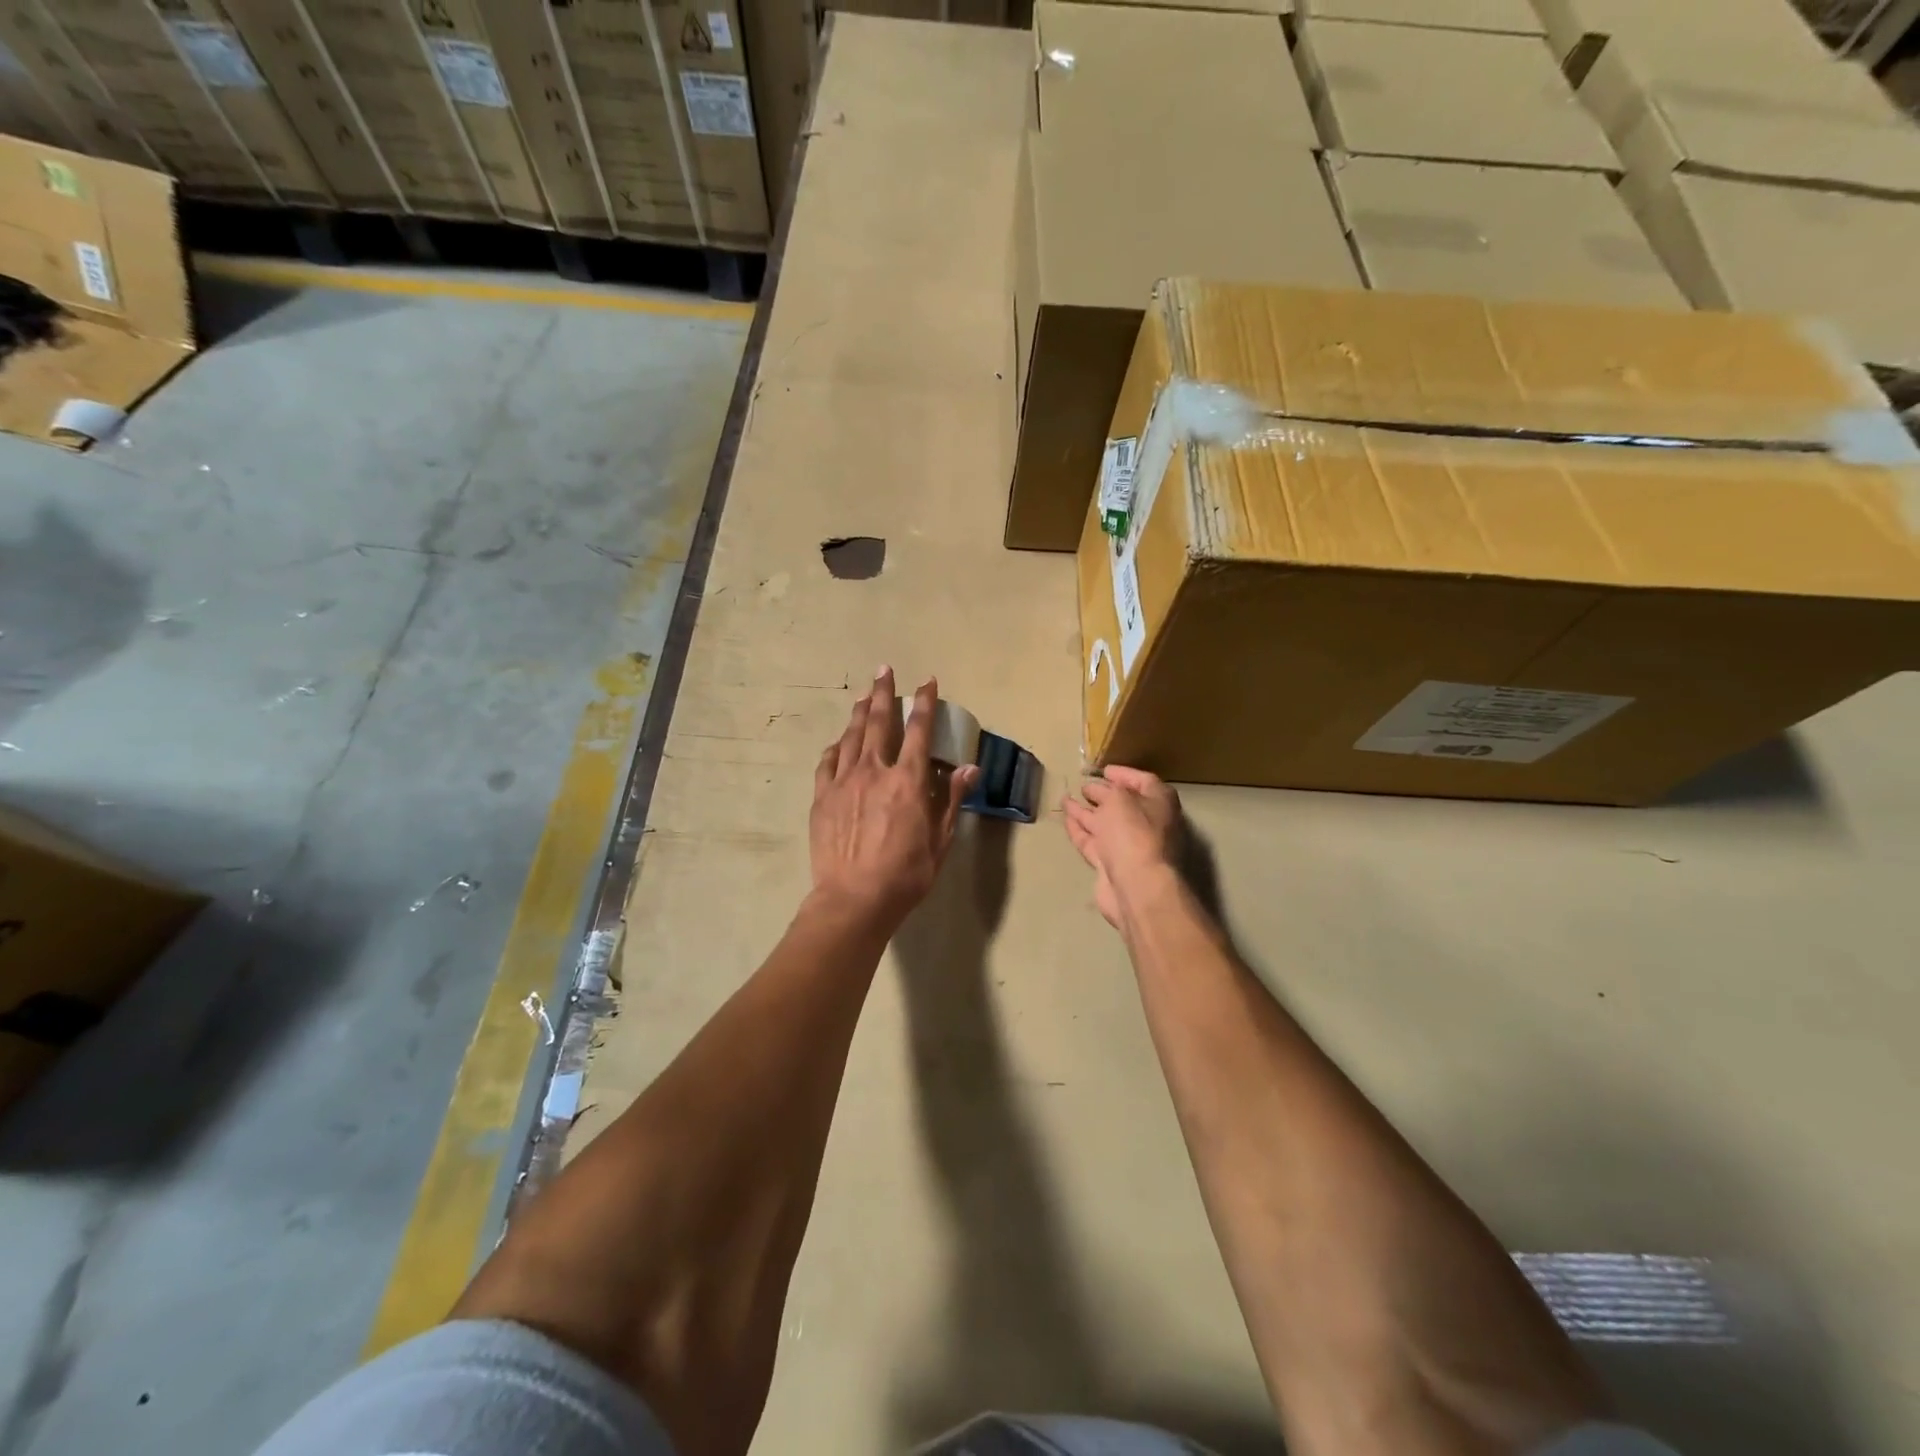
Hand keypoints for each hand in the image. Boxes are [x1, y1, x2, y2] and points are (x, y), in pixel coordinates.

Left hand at [811, 668, 977, 926]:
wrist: (853, 899)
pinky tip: (840, 741)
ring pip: (851, 736)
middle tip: (884, 670)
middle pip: (878, 721)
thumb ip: (951, 799)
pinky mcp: (822, 797)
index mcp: (907, 781)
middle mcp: (874, 771)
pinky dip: (836, 746)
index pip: (918, 730)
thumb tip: (970, 768)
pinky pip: (828, 762)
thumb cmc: (905, 874)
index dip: (924, 702)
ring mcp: (843, 782)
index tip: (927, 681)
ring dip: (859, 712)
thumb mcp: (940, 840)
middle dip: (883, 692)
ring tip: (864, 695)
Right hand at [1063, 766, 1183, 927]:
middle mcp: (1148, 823)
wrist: (1136, 886)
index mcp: (1159, 803)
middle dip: (1103, 794)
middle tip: (1083, 785)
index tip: (1104, 769)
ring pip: (1104, 824)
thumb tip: (1099, 791)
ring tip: (1066, 799)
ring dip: (1086, 811)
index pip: (1143, 781)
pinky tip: (1067, 818)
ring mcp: (1129, 846)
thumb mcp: (1120, 799)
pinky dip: (1080, 830)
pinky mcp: (1111, 865)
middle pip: (1123, 804)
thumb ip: (1108, 791)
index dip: (1124, 774)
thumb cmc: (1134, 833)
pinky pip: (1093, 842)